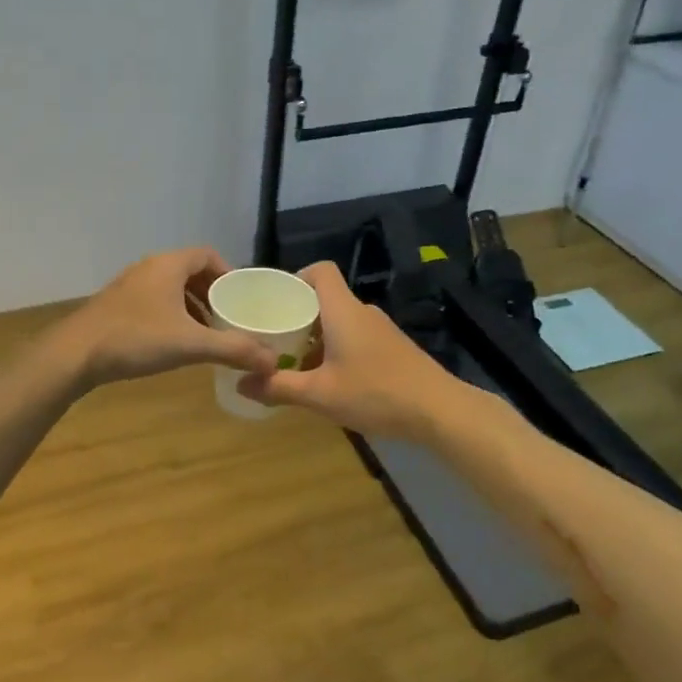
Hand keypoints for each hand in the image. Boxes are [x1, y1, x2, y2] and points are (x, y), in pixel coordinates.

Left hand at [57, 247, 277, 388]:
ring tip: (205, 333)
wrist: (74, 354)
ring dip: (191, 306)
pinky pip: (153, 302)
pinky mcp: (115, 306)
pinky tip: (173, 343)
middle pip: (189, 271)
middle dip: (212, 293)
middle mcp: (148, 268)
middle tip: (228, 318)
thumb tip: (273, 362)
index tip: (242, 298)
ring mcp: (128, 286)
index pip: (208, 254)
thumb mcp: (191, 345)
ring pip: (169, 288)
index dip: (228, 273)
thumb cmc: (136, 339)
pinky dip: (170, 315)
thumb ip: (234, 350)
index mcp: (168, 265)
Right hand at [237, 262, 459, 439]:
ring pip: (341, 321)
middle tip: (274, 338)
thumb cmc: (376, 393)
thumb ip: (279, 388)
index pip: (320, 271)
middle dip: (299, 315)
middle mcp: (363, 312)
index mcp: (343, 310)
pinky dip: (338, 349)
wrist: (440, 411)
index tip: (275, 301)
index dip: (296, 278)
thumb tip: (241, 383)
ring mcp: (382, 330)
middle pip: (326, 299)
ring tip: (296, 364)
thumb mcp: (320, 395)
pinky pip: (357, 337)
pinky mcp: (394, 348)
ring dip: (318, 337)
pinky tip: (331, 380)